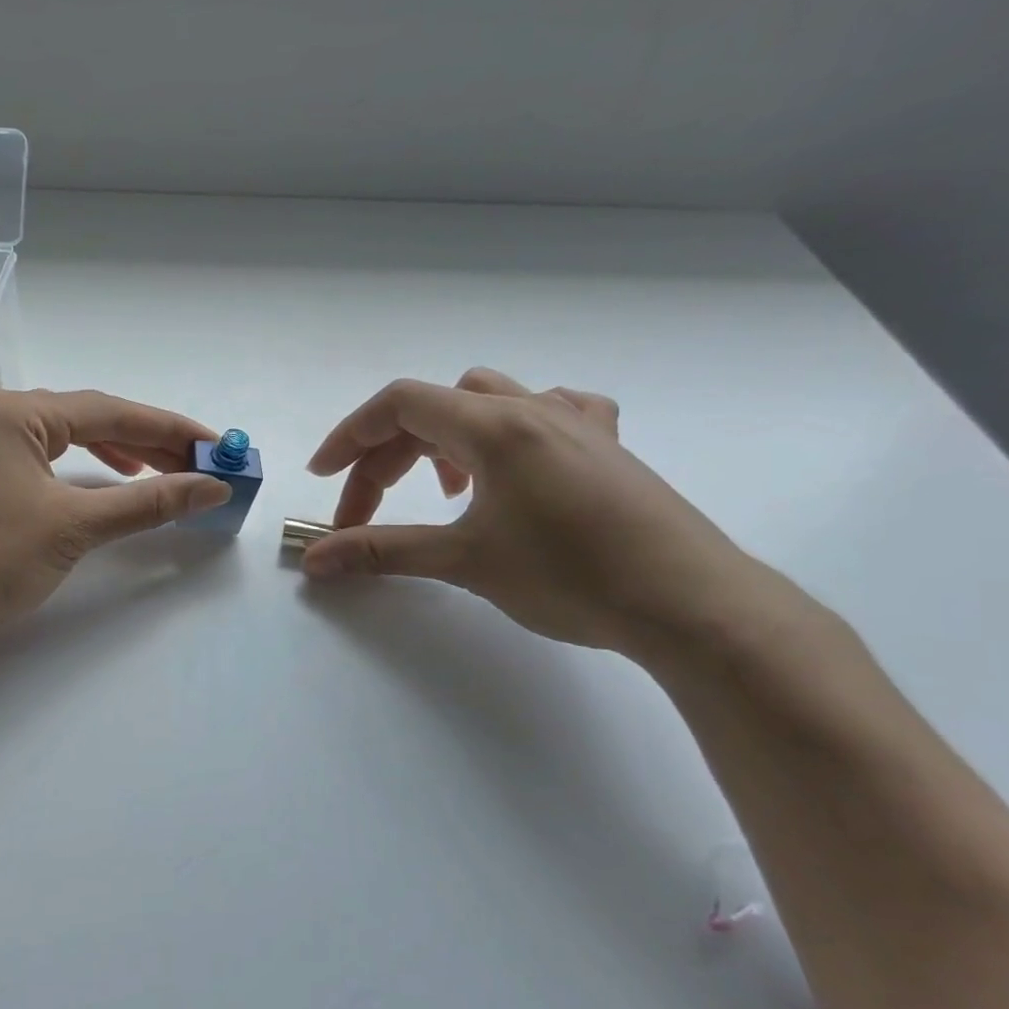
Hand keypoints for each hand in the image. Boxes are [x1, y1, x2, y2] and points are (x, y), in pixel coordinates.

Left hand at [0, 389, 230, 651]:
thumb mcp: (73, 527)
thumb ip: (147, 502)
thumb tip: (212, 488)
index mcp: (16, 412)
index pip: (110, 411)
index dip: (170, 429)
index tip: (216, 446)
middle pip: (87, 420)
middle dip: (146, 443)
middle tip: (195, 466)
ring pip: (62, 439)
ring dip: (113, 455)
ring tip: (157, 473)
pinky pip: (38, 460)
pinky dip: (76, 471)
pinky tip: (97, 485)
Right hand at [302, 370, 762, 657]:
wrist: (693, 606)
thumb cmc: (572, 577)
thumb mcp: (465, 562)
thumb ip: (382, 552)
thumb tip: (315, 560)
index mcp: (496, 426)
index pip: (400, 404)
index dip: (350, 436)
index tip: (322, 477)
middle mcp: (533, 409)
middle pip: (434, 409)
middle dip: (388, 458)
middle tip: (368, 514)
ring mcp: (576, 423)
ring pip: (488, 401)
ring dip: (444, 438)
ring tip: (441, 489)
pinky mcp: (607, 447)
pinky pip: (547, 411)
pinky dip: (509, 430)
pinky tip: (514, 465)